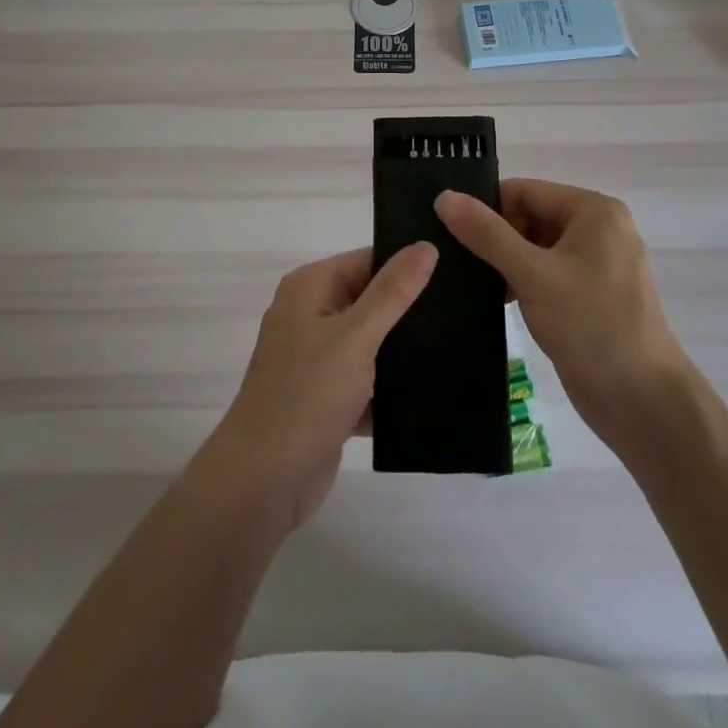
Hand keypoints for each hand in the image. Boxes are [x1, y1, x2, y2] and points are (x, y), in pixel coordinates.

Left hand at [200, 243, 438, 531]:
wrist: (263, 483)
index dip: (407, 264)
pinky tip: (434, 389)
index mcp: (310, 288)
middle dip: (409, 309)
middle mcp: (310, 315)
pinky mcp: (327, 397)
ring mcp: (317, 358)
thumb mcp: (355, 336)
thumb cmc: (307, 395)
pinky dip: (390, 386)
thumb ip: (393, 292)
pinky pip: (367, 380)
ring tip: (458, 344)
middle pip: (371, 299)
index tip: (455, 271)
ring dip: (402, 349)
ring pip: (372, 342)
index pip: (367, 260)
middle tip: (464, 309)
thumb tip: (426, 245)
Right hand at [436, 180, 693, 455]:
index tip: (445, 227)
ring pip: (534, 247)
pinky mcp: (587, 296)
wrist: (644, 404)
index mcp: (594, 211)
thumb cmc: (593, 326)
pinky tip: (490, 299)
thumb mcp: (534, 275)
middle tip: (450, 257)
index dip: (486, 206)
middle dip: (493, 236)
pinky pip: (544, 274)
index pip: (525, 191)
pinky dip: (519, 282)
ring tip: (461, 278)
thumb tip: (445, 197)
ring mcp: (594, 264)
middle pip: (530, 216)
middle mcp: (597, 229)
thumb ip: (487, 234)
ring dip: (502, 262)